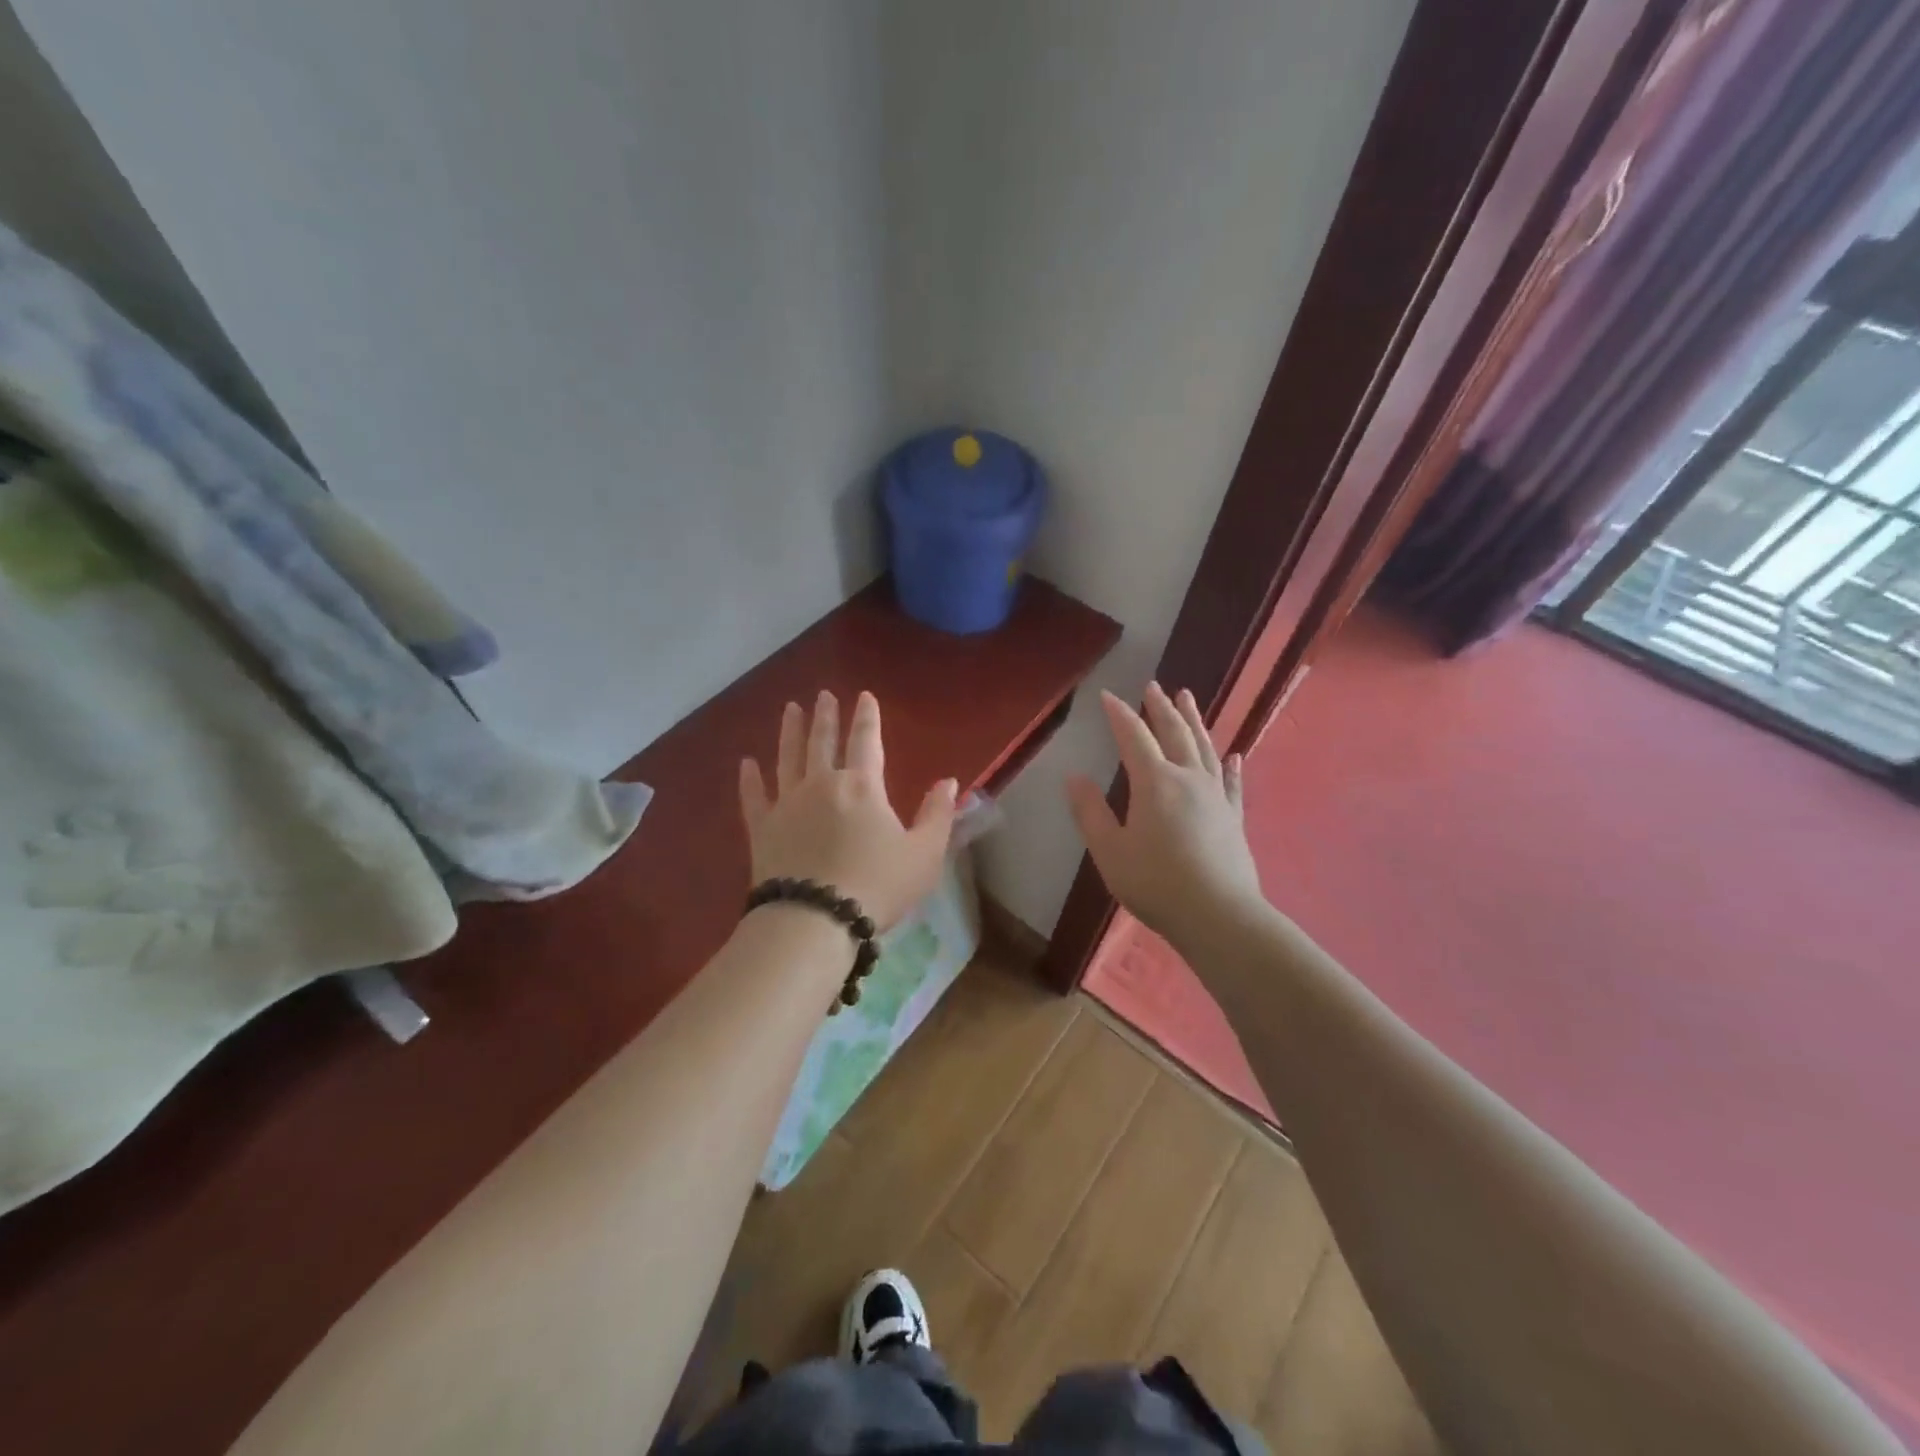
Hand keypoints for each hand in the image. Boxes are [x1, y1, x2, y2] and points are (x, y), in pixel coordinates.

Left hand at [740, 690, 957, 931]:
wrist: (814, 920)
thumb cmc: (877, 886)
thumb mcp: (924, 854)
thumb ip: (938, 815)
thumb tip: (950, 781)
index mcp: (862, 787)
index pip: (866, 741)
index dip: (866, 717)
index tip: (863, 696)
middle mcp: (822, 784)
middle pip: (822, 741)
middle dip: (825, 716)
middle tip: (823, 695)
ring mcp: (787, 804)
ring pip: (787, 758)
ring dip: (790, 732)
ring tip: (790, 709)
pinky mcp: (762, 829)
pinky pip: (754, 796)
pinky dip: (749, 778)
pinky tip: (746, 763)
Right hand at [1066, 683, 1262, 948]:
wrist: (1218, 915)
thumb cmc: (1155, 883)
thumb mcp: (1109, 850)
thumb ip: (1090, 812)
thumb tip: (1074, 778)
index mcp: (1155, 782)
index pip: (1133, 737)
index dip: (1119, 714)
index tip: (1107, 695)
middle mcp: (1188, 778)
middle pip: (1174, 733)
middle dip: (1160, 708)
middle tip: (1154, 685)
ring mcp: (1216, 796)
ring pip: (1204, 748)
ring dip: (1194, 721)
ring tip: (1187, 698)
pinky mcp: (1233, 817)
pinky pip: (1231, 782)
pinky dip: (1230, 765)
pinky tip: (1234, 755)